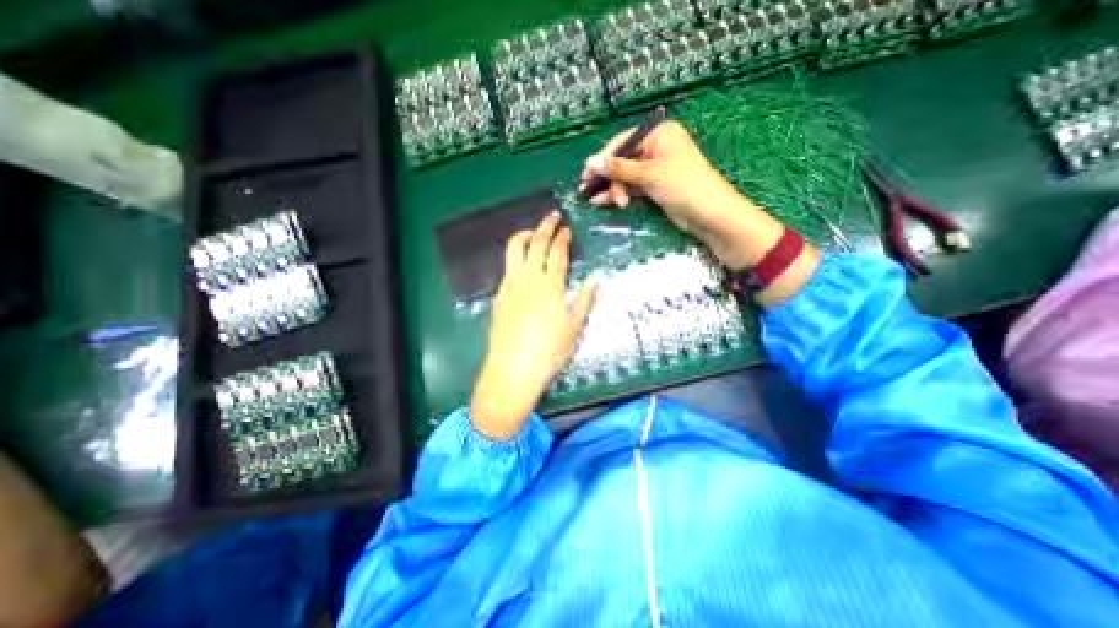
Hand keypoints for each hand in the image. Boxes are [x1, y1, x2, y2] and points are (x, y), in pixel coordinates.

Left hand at [469, 213, 597, 437]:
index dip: (562, 238)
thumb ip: (585, 299)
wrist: (513, 368)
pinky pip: (507, 267)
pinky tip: (521, 262)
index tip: (566, 229)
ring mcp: (510, 285)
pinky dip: (515, 256)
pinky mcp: (499, 295)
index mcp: (550, 286)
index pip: (557, 253)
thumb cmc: (550, 350)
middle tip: (552, 217)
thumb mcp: (575, 326)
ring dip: (525, 236)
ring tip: (533, 232)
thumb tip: (597, 278)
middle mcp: (528, 279)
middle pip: (536, 244)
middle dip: (545, 227)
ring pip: (515, 250)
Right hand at [575, 121, 820, 306]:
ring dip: (613, 188)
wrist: (710, 215)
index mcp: (659, 134)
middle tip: (589, 191)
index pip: (623, 142)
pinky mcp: (654, 187)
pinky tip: (606, 202)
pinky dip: (620, 194)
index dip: (603, 159)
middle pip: (623, 160)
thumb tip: (591, 162)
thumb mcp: (650, 175)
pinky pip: (632, 187)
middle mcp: (656, 148)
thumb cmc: (684, 186)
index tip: (586, 174)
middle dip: (608, 177)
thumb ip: (619, 168)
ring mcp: (655, 169)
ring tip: (601, 202)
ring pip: (625, 176)